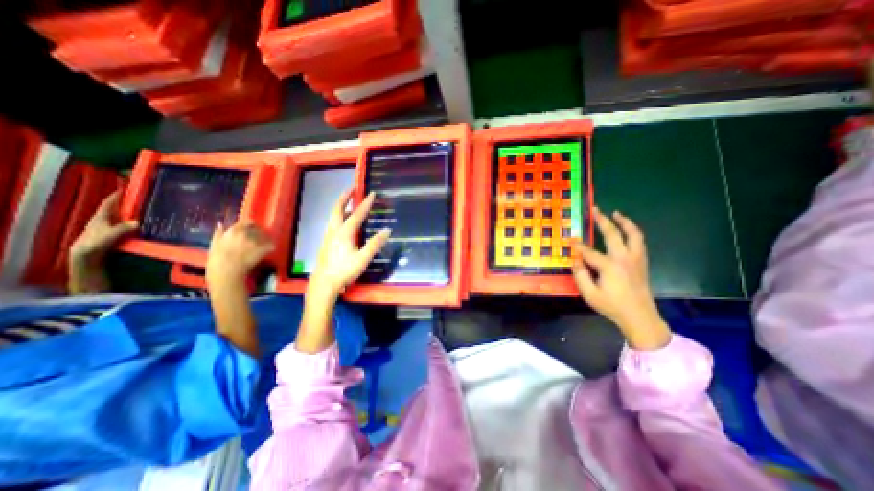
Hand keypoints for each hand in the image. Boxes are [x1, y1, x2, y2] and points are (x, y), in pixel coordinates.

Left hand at [70, 191, 137, 266]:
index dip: (117, 195)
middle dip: (126, 202)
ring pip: (121, 216)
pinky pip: (125, 223)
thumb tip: (139, 222)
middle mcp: (105, 219)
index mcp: (101, 216)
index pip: (109, 202)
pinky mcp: (113, 233)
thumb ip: (123, 228)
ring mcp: (109, 226)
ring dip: (131, 212)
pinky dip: (133, 221)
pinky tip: (142, 223)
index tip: (126, 188)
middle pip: (116, 208)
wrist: (86, 255)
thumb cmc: (95, 243)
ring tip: (145, 210)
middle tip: (141, 198)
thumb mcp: (110, 235)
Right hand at [206, 220, 272, 284]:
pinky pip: (271, 245)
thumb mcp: (214, 243)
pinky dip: (270, 247)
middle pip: (258, 230)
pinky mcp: (264, 249)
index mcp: (235, 230)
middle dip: (258, 234)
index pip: (248, 221)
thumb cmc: (217, 259)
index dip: (251, 225)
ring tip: (260, 246)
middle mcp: (247, 233)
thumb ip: (219, 233)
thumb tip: (221, 224)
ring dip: (264, 240)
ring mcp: (257, 241)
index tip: (251, 229)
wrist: (226, 271)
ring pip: (265, 237)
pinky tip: (266, 250)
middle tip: (255, 240)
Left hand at [307, 190, 388, 300]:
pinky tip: (343, 222)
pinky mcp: (326, 242)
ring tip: (348, 202)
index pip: (357, 214)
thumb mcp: (363, 259)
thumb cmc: (344, 271)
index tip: (372, 193)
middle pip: (338, 209)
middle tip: (352, 188)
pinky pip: (332, 223)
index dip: (365, 204)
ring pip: (333, 216)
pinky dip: (338, 216)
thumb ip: (374, 244)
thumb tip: (387, 230)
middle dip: (345, 197)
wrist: (324, 283)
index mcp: (344, 233)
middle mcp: (334, 231)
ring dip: (341, 206)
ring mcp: (328, 236)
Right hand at [574, 210, 670, 351]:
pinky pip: (639, 241)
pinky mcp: (642, 262)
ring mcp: (636, 259)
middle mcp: (624, 258)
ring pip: (633, 234)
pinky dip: (633, 232)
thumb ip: (580, 275)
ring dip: (624, 222)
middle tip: (595, 210)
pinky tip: (627, 230)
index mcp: (610, 266)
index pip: (589, 251)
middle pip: (613, 234)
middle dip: (602, 221)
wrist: (640, 317)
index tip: (569, 240)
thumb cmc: (612, 306)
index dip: (577, 246)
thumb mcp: (589, 294)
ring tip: (616, 213)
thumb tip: (575, 260)